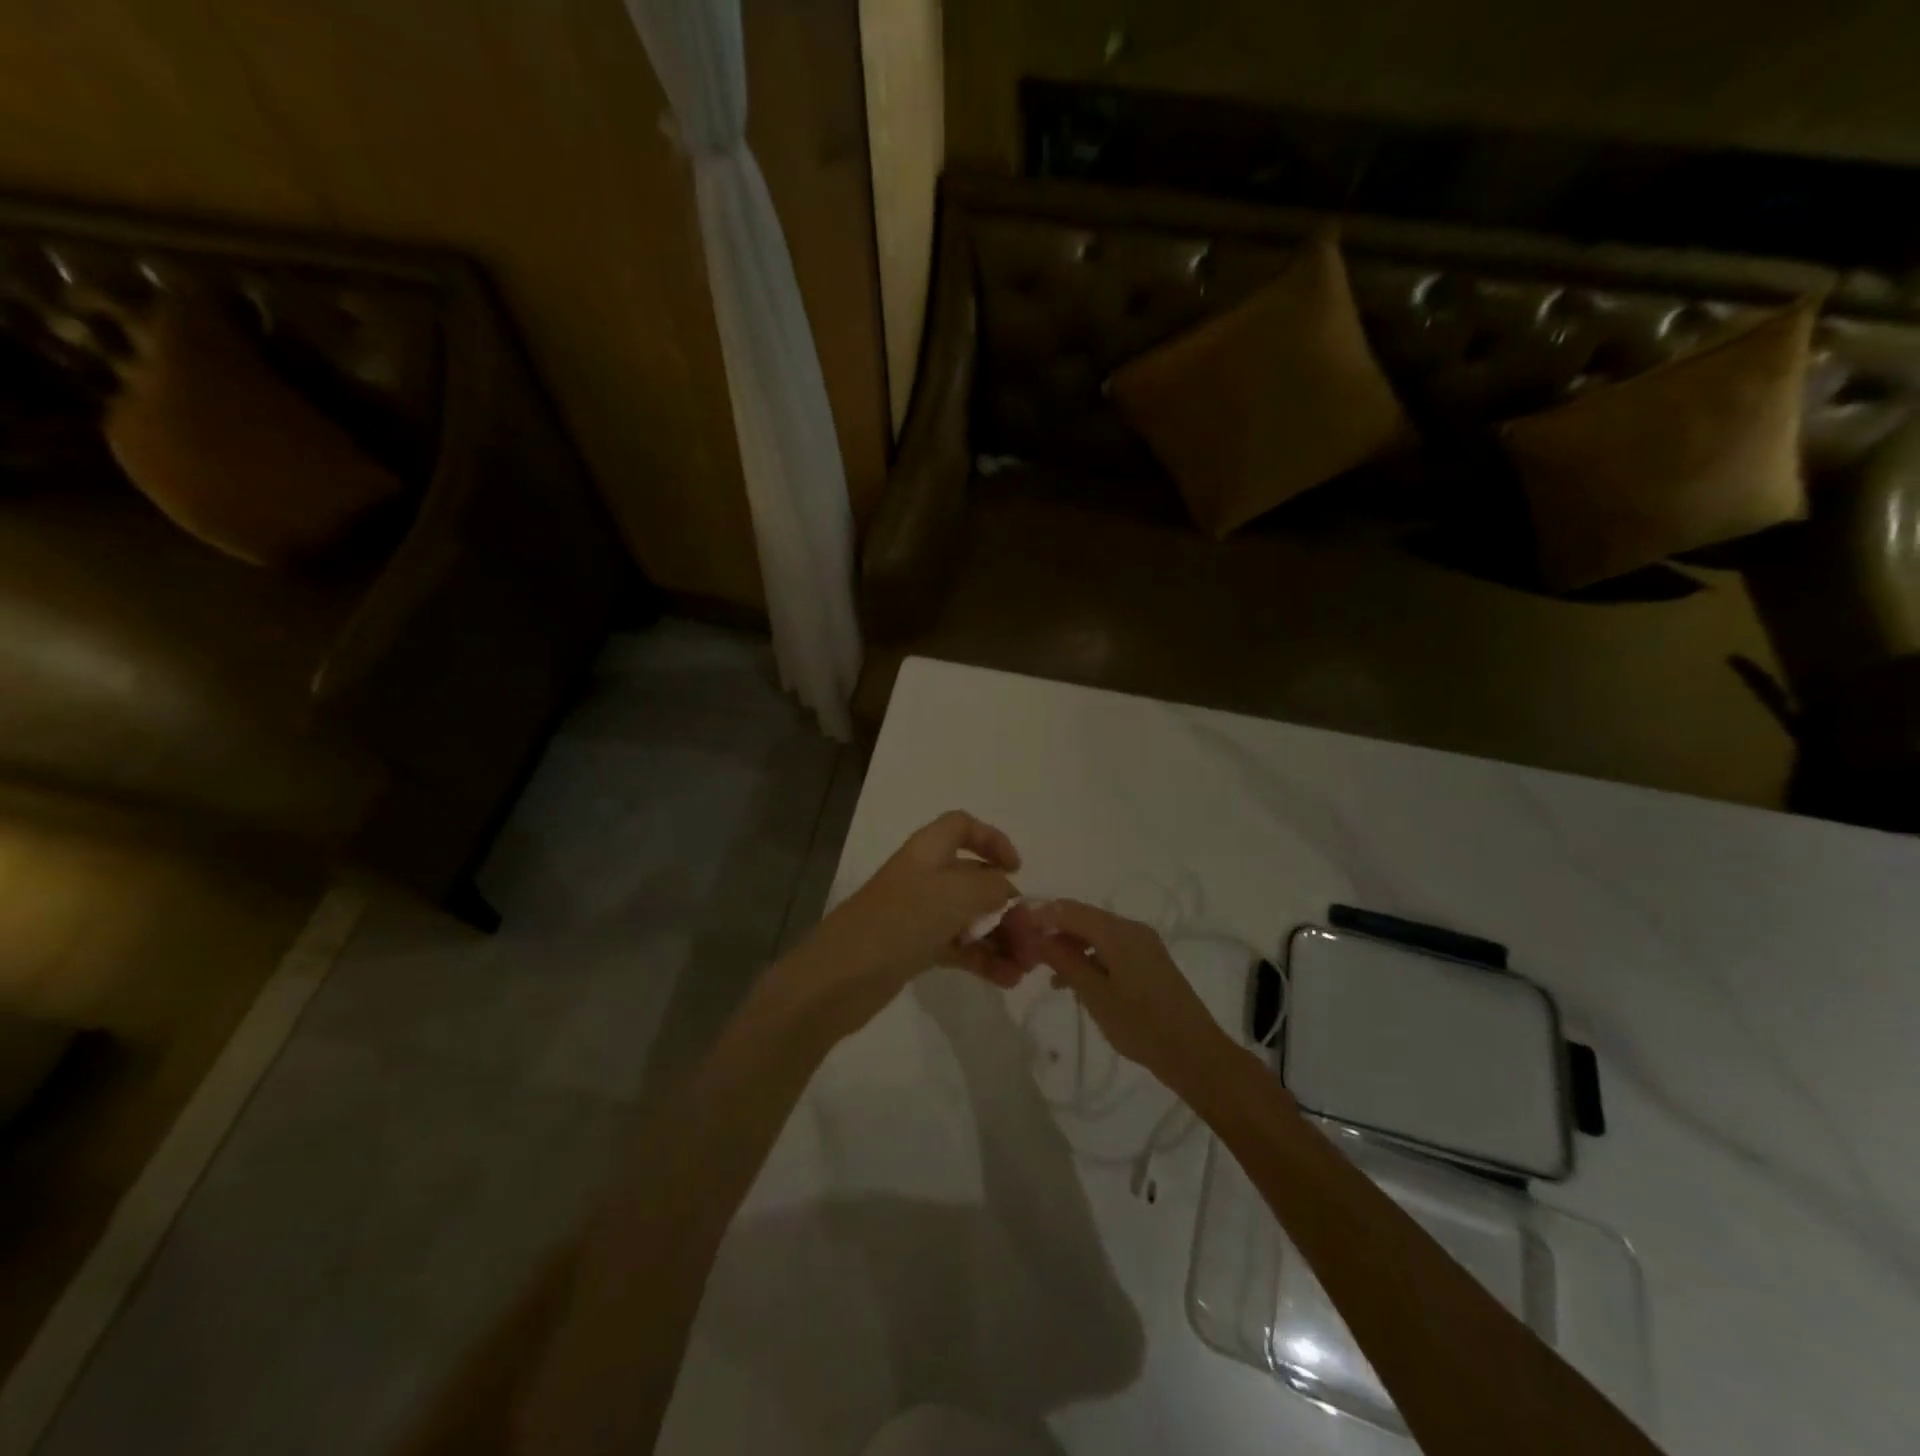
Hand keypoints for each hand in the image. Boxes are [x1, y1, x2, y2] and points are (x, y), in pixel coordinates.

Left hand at [784, 811, 1038, 1036]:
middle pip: (973, 878)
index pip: (961, 826)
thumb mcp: (956, 894)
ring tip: (1026, 968)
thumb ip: (992, 888)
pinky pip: (958, 946)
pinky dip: (982, 959)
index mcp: (928, 851)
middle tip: (1032, 937)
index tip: (1016, 868)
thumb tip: (1009, 892)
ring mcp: (918, 913)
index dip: (992, 840)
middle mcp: (924, 876)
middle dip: (1006, 905)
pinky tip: (1007, 980)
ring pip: (969, 917)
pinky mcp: (914, 947)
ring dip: (1000, 938)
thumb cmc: (901, 921)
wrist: (840, 976)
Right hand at [1030, 900, 1231, 1090]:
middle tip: (1028, 955)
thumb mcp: (1095, 994)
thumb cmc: (1141, 1025)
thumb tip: (1035, 936)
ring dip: (1070, 947)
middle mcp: (1131, 928)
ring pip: (1096, 934)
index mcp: (1118, 931)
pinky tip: (1074, 982)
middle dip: (1054, 932)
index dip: (1040, 916)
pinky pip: (1110, 947)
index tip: (1016, 934)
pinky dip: (1090, 957)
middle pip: (1083, 918)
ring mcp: (1143, 943)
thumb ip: (1064, 961)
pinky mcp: (1148, 960)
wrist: (1195, 1054)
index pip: (1069, 909)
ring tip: (1047, 973)